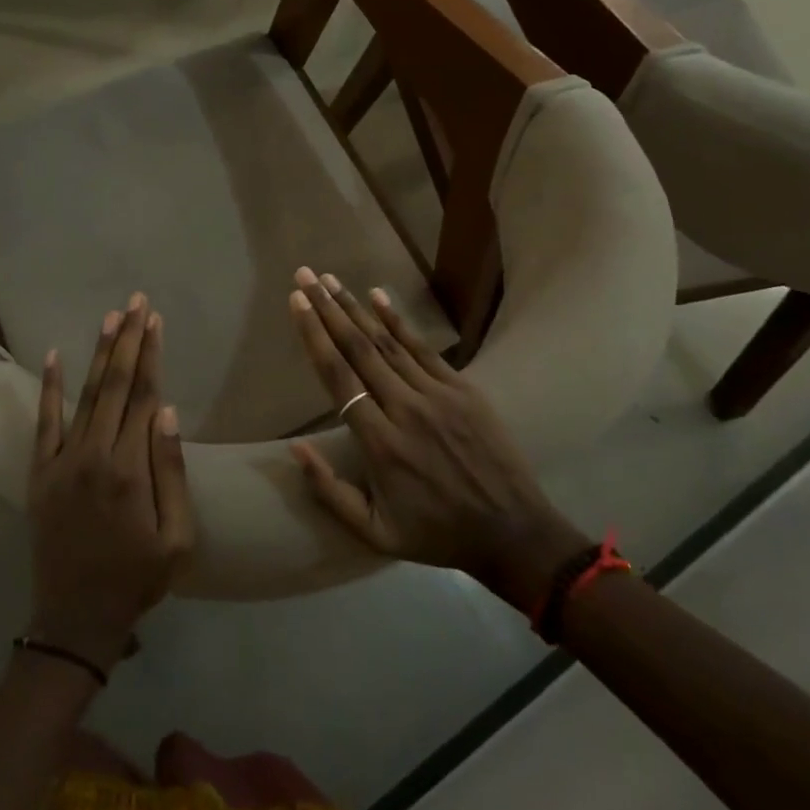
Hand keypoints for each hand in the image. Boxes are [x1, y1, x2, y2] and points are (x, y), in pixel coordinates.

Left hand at [27, 295, 194, 674]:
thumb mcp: (177, 539)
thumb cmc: (136, 580)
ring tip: (110, 317)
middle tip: (136, 301)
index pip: (145, 395)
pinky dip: (48, 387)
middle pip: (115, 384)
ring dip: (99, 353)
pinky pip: (44, 421)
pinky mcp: (40, 471)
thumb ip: (172, 472)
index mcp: (130, 469)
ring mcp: (62, 460)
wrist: (74, 619)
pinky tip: (52, 355)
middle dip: (128, 339)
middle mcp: (94, 454)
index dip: (151, 354)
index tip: (155, 320)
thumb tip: (168, 411)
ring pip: (85, 394)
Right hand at [286, 269, 587, 613]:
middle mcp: (405, 409)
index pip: (338, 377)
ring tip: (330, 279)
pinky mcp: (463, 390)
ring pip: (387, 342)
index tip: (296, 302)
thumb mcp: (375, 533)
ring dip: (355, 307)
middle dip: (327, 308)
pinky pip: (424, 348)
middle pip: (358, 349)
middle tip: (305, 275)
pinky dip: (398, 321)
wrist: (514, 533)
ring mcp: (437, 396)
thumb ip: (330, 492)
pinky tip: (378, 295)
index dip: (314, 336)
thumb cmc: (436, 533)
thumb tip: (295, 447)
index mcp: (380, 444)